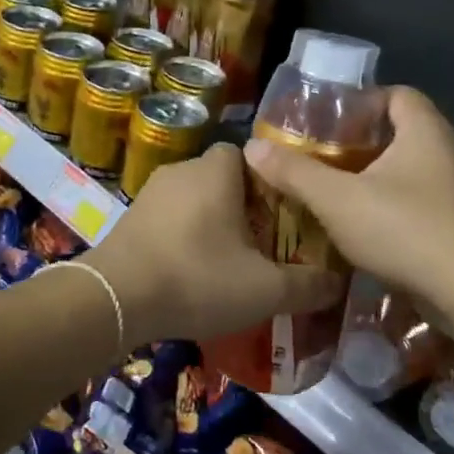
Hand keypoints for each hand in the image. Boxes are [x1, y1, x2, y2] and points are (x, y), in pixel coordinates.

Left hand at [86, 142, 340, 346]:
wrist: (116, 298)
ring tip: (226, 262)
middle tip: (261, 242)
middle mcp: (181, 170)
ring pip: (192, 199)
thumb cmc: (198, 278)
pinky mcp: (129, 218)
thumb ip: (307, 285)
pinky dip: (182, 237)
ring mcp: (150, 193)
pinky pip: (168, 219)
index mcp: (216, 172)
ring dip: (209, 223)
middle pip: (221, 178)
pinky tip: (190, 272)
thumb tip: (337, 283)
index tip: (281, 214)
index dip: (267, 181)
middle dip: (241, 205)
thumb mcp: (265, 289)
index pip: (247, 154)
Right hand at [242, 86, 453, 311]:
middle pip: (401, 135)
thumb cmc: (407, 229)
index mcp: (425, 131)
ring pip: (411, 174)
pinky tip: (367, 233)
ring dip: (376, 182)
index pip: (397, 94)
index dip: (361, 102)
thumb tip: (251, 147)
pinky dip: (395, 211)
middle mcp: (450, 153)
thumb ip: (295, 172)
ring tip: (336, 196)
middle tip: (321, 160)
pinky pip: (423, 206)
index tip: (328, 123)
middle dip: (360, 146)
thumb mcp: (338, 200)